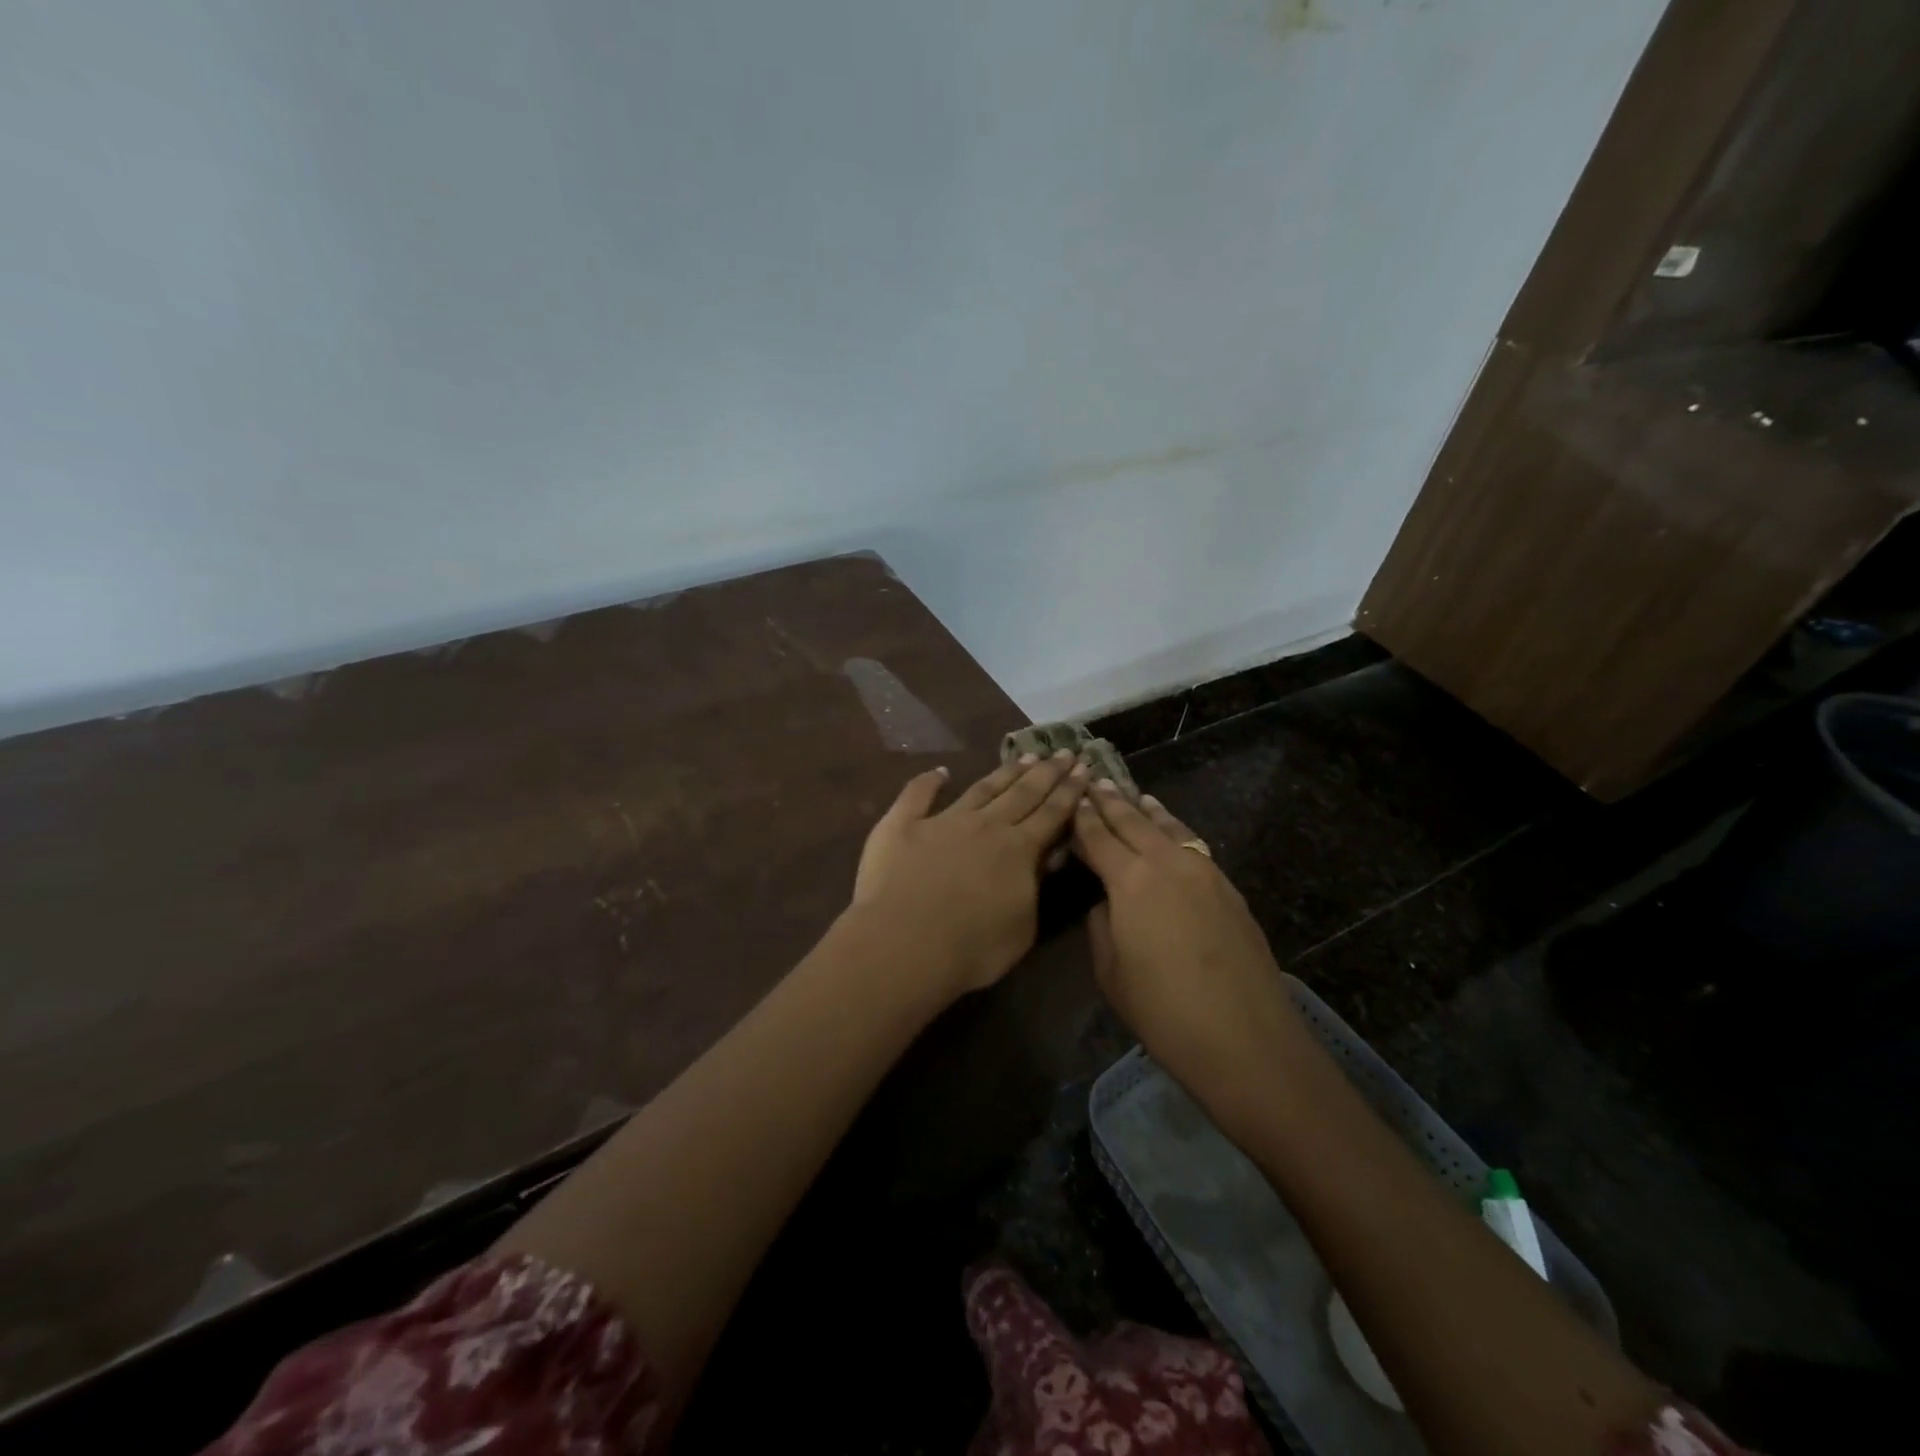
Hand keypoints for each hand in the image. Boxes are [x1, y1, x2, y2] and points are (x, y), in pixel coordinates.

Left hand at [850, 751, 1088, 998]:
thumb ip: (1035, 889)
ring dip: (1006, 771)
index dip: (1070, 791)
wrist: (904, 943)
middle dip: (1047, 772)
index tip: (1084, 767)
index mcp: (1018, 849)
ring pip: (982, 788)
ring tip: (1025, 755)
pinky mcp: (902, 825)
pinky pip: (917, 795)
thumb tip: (1044, 859)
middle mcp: (985, 825)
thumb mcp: (1023, 928)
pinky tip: (940, 771)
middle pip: (1023, 793)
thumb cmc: (971, 949)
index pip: (1052, 814)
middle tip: (1064, 751)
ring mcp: (942, 820)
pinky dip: (929, 780)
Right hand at [1071, 782, 1304, 1111]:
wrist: (1245, 1039)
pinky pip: (1194, 846)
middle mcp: (1167, 863)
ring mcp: (1204, 872)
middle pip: (1133, 822)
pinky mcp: (1229, 889)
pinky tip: (1173, 832)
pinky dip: (1176, 831)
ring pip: (1169, 828)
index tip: (1070, 799)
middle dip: (1111, 802)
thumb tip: (1108, 901)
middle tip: (1094, 781)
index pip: (1098, 837)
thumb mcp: (1111, 971)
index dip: (1081, 818)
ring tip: (1134, 795)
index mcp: (1130, 880)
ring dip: (1147, 811)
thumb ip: (1102, 924)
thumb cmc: (1163, 1011)